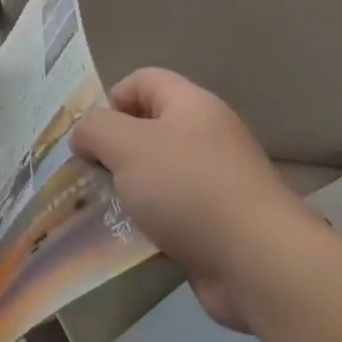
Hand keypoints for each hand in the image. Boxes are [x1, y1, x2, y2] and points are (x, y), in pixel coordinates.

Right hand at [70, 69, 316, 330]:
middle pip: (148, 128)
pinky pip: (171, 212)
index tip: (91, 136)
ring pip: (157, 174)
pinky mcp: (217, 222)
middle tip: (90, 175)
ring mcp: (215, 181)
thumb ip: (95, 129)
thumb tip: (85, 135)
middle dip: (113, 150)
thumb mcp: (126, 146)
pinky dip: (148, 222)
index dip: (111, 99)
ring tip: (105, 210)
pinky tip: (133, 239)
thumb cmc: (187, 188)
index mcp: (191, 105)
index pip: (143, 80)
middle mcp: (207, 136)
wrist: (256, 261)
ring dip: (128, 190)